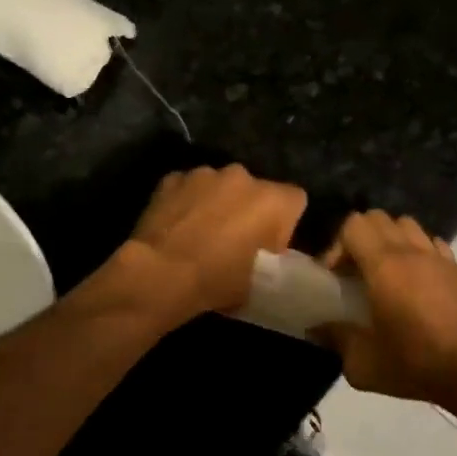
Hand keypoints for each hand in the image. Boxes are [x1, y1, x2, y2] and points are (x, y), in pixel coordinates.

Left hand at [123, 165, 308, 319]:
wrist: (161, 275)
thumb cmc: (218, 282)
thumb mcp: (261, 280)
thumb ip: (271, 256)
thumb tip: (265, 251)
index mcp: (274, 200)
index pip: (295, 200)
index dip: (284, 222)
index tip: (269, 244)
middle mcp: (243, 176)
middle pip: (255, 189)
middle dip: (248, 208)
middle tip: (233, 239)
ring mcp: (205, 173)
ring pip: (219, 185)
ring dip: (216, 202)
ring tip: (200, 232)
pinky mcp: (172, 178)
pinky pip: (188, 187)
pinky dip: (186, 201)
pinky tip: (176, 226)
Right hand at [318, 211, 456, 414]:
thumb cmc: (416, 364)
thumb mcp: (363, 362)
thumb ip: (335, 339)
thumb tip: (316, 328)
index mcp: (384, 266)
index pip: (353, 225)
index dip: (336, 245)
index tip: (334, 276)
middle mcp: (411, 252)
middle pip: (378, 218)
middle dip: (359, 238)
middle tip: (353, 271)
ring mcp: (438, 258)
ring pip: (406, 225)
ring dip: (388, 239)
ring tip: (383, 271)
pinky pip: (431, 242)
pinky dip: (416, 250)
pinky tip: (413, 279)